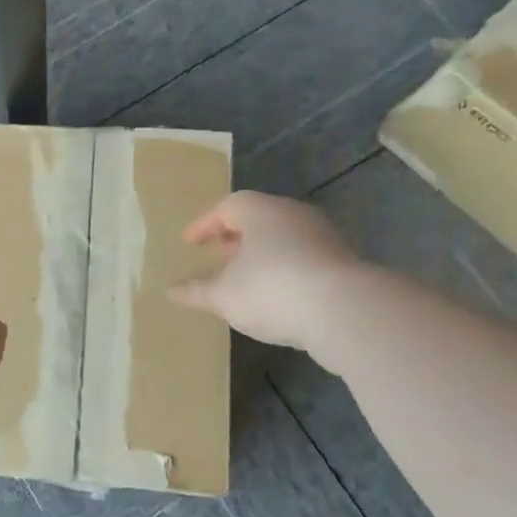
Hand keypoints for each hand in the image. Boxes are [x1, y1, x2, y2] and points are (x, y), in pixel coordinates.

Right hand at [169, 192, 360, 354]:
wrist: (345, 309)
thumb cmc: (271, 289)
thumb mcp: (223, 295)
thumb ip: (196, 291)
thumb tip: (170, 291)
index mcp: (260, 211)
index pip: (226, 207)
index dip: (204, 224)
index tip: (190, 242)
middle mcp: (292, 214)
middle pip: (258, 218)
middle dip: (235, 236)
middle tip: (218, 254)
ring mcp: (321, 236)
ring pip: (282, 237)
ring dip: (260, 254)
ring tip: (244, 277)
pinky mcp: (341, 262)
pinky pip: (301, 257)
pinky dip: (283, 269)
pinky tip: (275, 293)